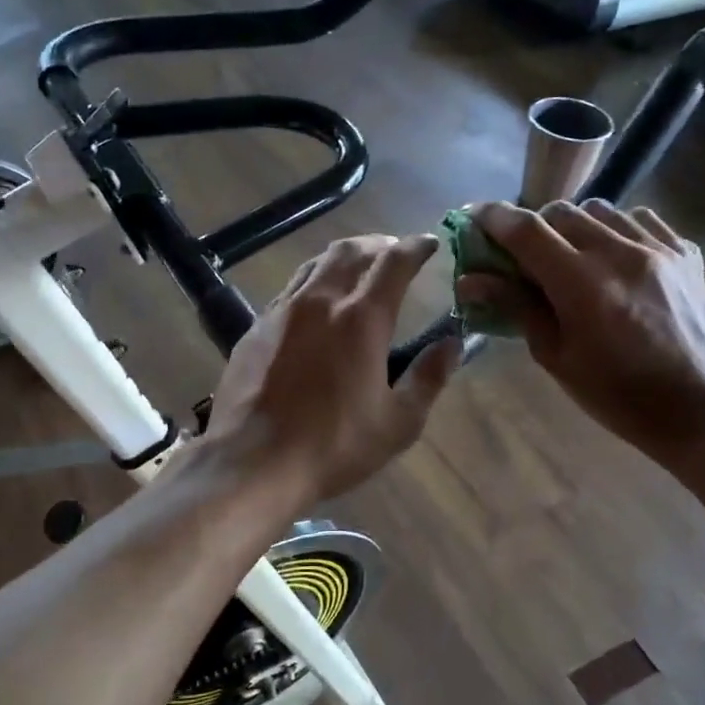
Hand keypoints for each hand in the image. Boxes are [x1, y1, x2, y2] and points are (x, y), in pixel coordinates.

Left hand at [200, 234, 460, 509]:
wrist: (252, 462)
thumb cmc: (334, 446)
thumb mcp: (398, 423)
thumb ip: (429, 378)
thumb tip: (453, 344)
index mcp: (361, 318)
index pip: (394, 262)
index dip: (416, 247)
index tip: (430, 243)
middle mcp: (320, 301)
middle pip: (351, 251)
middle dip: (378, 245)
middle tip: (394, 252)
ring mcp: (282, 311)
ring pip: (315, 264)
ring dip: (343, 257)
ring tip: (357, 267)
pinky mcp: (255, 328)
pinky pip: (290, 288)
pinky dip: (312, 281)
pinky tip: (315, 303)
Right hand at [456, 200, 704, 464]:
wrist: (696, 405)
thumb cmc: (615, 394)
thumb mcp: (555, 357)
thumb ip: (516, 308)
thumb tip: (471, 280)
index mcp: (582, 286)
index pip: (528, 230)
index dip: (495, 218)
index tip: (476, 217)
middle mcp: (620, 254)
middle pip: (561, 212)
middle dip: (534, 226)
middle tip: (526, 255)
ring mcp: (658, 249)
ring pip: (601, 210)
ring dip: (575, 226)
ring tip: (572, 255)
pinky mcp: (685, 252)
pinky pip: (640, 219)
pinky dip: (616, 229)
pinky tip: (614, 257)